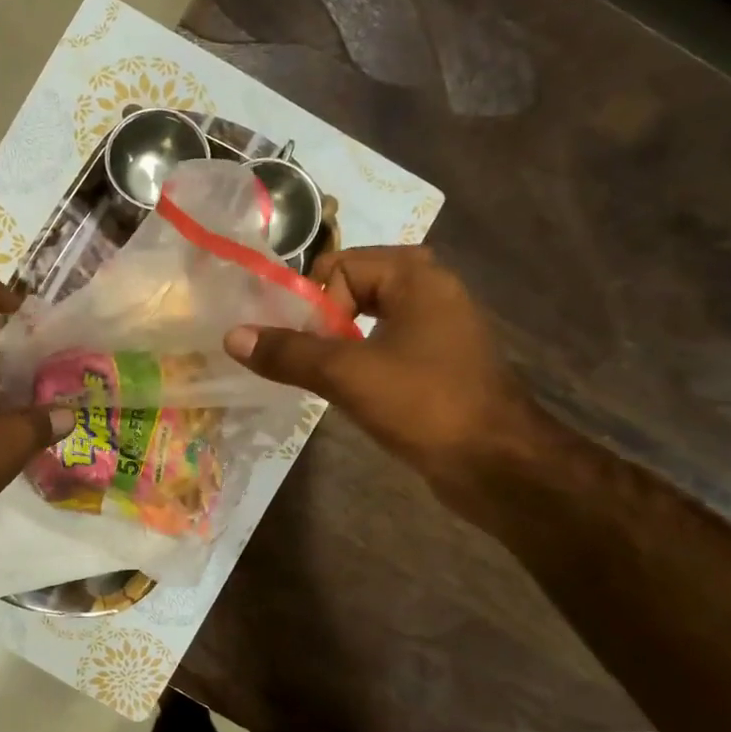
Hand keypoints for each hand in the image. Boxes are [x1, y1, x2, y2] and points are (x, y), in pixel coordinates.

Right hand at [222, 246, 538, 498]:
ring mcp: (439, 329)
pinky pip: (385, 347)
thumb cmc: (425, 404)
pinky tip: (349, 393)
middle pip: (352, 289)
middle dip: (321, 323)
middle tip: (304, 360)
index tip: (303, 346)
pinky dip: (360, 362)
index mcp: (416, 276)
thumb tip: (232, 336)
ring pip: (368, 321)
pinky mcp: (439, 363)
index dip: (312, 303)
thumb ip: (288, 352)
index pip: (338, 266)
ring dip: (337, 346)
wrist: (498, 465)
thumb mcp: (346, 374)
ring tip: (320, 379)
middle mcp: (431, 291)